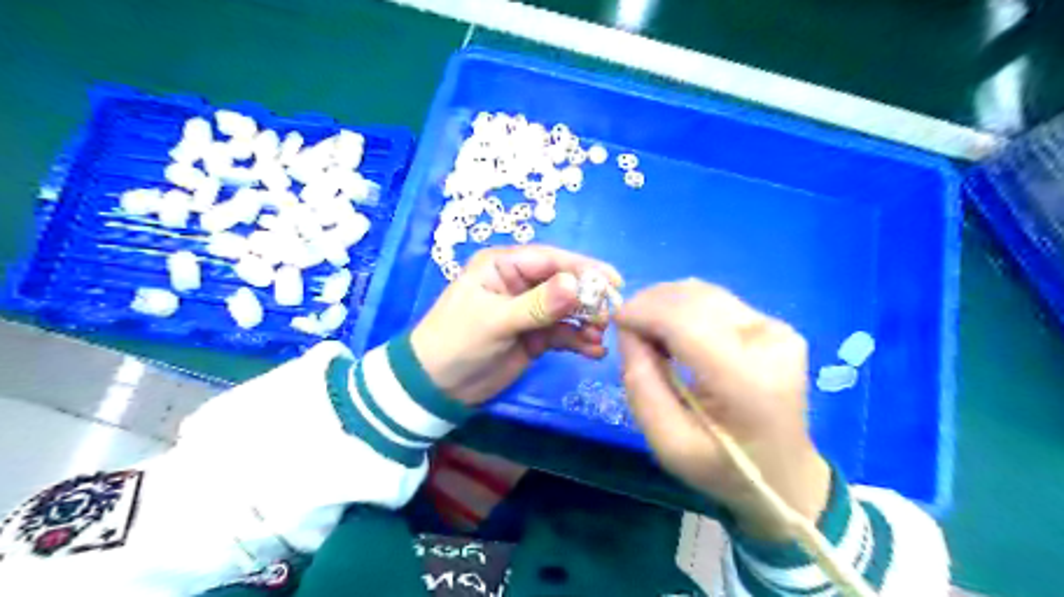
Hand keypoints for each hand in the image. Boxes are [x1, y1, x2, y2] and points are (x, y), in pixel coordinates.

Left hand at [407, 246, 623, 408]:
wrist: (436, 387)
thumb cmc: (457, 343)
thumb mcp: (496, 321)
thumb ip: (537, 304)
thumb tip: (575, 285)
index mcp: (504, 266)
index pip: (550, 260)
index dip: (583, 268)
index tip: (613, 282)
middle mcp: (519, 283)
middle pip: (564, 283)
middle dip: (588, 298)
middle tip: (610, 315)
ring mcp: (529, 311)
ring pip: (567, 310)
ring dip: (586, 322)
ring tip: (600, 338)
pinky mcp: (534, 336)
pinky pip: (562, 334)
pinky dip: (579, 341)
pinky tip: (594, 352)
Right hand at [616, 279, 830, 541]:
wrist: (783, 474)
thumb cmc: (721, 467)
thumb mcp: (667, 443)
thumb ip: (641, 384)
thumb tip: (628, 331)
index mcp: (747, 381)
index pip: (687, 322)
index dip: (645, 311)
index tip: (615, 320)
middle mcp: (769, 343)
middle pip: (695, 299)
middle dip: (650, 304)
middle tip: (628, 329)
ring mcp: (777, 330)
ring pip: (704, 293)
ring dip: (666, 303)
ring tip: (648, 331)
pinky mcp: (776, 325)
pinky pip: (715, 301)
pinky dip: (684, 308)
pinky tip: (674, 331)